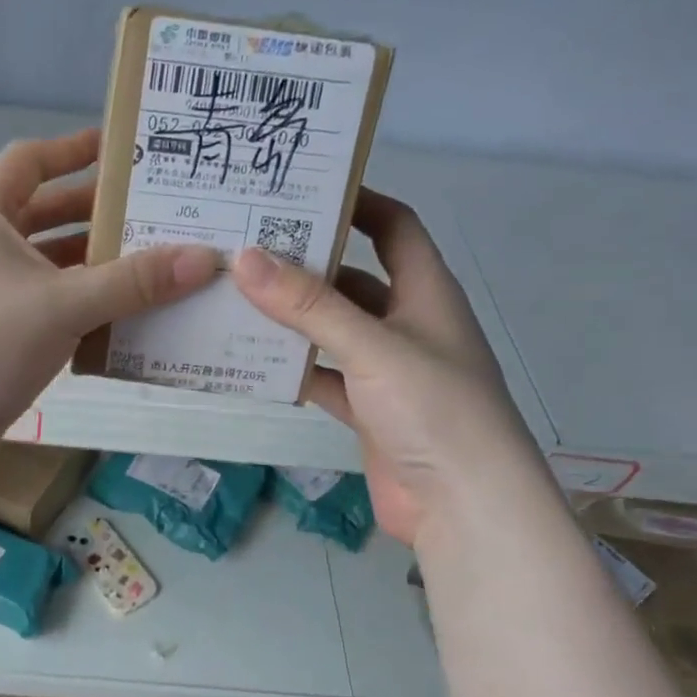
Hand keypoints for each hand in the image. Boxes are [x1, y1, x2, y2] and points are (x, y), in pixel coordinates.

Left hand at [0, 129, 218, 467]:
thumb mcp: (66, 305)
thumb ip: (135, 282)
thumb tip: (204, 258)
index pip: (29, 161)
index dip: (74, 149)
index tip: (122, 149)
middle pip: (41, 214)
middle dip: (95, 214)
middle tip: (151, 214)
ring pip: (43, 265)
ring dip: (90, 265)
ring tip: (147, 266)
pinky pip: (40, 304)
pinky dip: (75, 304)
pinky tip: (117, 316)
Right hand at [233, 188, 537, 545]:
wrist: (464, 506)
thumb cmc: (434, 410)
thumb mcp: (372, 347)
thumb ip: (309, 306)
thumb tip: (246, 258)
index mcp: (425, 291)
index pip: (394, 227)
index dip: (357, 202)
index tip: (301, 190)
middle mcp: (406, 323)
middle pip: (351, 279)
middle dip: (305, 264)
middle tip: (245, 247)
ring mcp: (385, 369)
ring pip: (331, 330)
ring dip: (291, 319)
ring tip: (233, 298)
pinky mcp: (367, 409)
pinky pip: (322, 376)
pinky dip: (292, 369)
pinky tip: (249, 361)